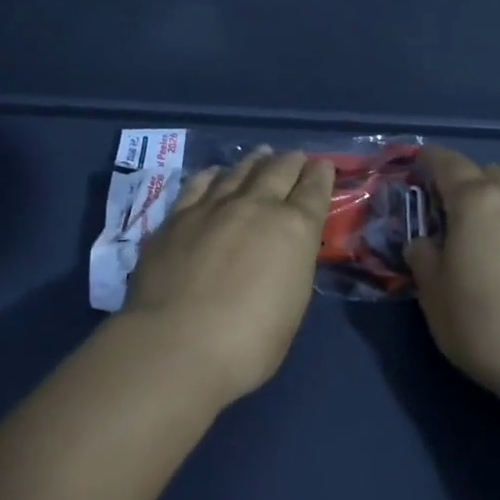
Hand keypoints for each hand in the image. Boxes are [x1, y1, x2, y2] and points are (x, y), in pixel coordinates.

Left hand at [120, 147, 336, 403]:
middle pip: (279, 170)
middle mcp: (256, 206)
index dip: (321, 175)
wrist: (176, 344)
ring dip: (255, 162)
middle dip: (291, 161)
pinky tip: (215, 174)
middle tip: (296, 158)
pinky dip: (213, 175)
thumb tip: (284, 252)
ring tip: (261, 155)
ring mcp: (213, 207)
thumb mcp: (292, 305)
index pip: (314, 190)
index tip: (323, 166)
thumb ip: (291, 267)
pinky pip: (199, 183)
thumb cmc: (248, 342)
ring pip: (239, 171)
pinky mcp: (177, 216)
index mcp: (294, 229)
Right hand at [405, 147, 499, 405]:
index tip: (418, 163)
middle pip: (486, 174)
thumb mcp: (434, 296)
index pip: (448, 162)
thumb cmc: (485, 324)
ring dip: (495, 206)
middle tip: (447, 214)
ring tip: (482, 242)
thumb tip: (424, 242)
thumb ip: (423, 259)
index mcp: (476, 201)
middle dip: (465, 183)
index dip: (430, 159)